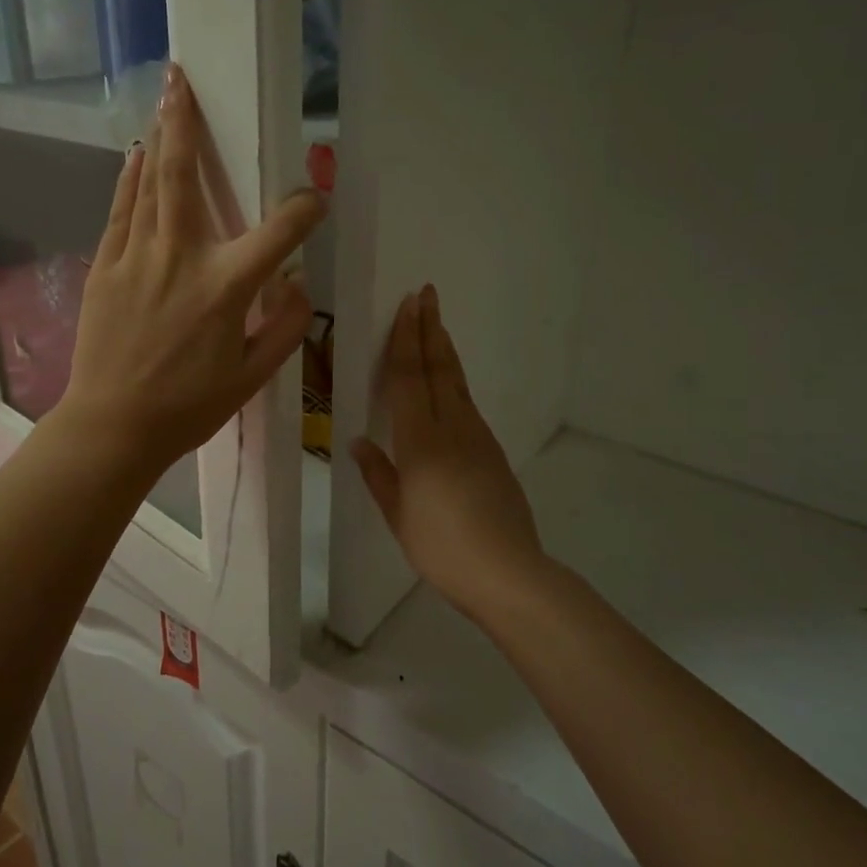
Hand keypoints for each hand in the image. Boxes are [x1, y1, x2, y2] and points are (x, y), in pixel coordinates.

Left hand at [58, 64, 324, 479]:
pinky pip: (121, 211)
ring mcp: (137, 257)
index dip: (305, 208)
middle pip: (186, 176)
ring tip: (164, 99)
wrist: (113, 425)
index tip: (315, 198)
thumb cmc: (189, 406)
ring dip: (159, 138)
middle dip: (188, 123)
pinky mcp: (106, 267)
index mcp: (227, 287)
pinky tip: (134, 155)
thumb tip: (297, 286)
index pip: (279, 231)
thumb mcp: (252, 377)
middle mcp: (182, 258)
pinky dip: (129, 180)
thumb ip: (284, 328)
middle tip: (183, 79)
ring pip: (149, 184)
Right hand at [352, 286, 546, 616]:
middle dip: (429, 329)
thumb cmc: (441, 546)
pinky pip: (467, 404)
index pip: (409, 378)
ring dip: (444, 350)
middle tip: (427, 294)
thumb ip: (379, 474)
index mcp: (420, 441)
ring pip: (457, 383)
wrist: (506, 571)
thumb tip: (360, 441)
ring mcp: (477, 438)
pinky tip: (449, 383)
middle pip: (438, 368)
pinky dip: (455, 381)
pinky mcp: (492, 452)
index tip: (408, 305)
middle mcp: (451, 428)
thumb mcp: (398, 514)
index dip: (405, 339)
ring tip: (436, 326)